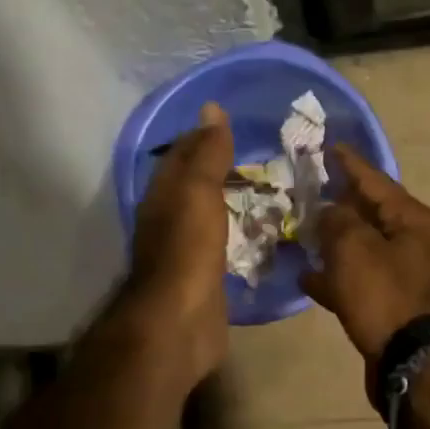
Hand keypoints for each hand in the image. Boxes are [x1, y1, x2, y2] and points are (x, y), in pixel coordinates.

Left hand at [126, 102, 233, 384]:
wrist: (180, 320)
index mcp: (163, 195)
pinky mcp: (203, 278)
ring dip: (229, 202)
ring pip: (207, 216)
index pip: (181, 155)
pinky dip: (237, 234)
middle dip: (218, 169)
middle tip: (259, 157)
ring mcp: (185, 251)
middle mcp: (168, 219)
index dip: (203, 137)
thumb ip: (207, 153)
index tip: (234, 124)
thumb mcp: (198, 191)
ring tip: (266, 190)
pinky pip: (222, 246)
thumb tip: (211, 108)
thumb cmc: (188, 249)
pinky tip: (258, 232)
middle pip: (192, 186)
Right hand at [302, 145, 429, 363]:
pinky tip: (308, 279)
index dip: (349, 164)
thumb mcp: (354, 248)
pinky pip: (362, 281)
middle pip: (371, 214)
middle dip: (339, 203)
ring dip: (335, 242)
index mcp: (413, 220)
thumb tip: (330, 211)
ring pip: (363, 249)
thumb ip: (337, 221)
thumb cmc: (385, 296)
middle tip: (309, 191)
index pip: (376, 181)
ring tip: (301, 234)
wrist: (414, 364)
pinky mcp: (395, 306)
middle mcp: (415, 243)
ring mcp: (407, 277)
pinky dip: (338, 277)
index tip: (329, 147)